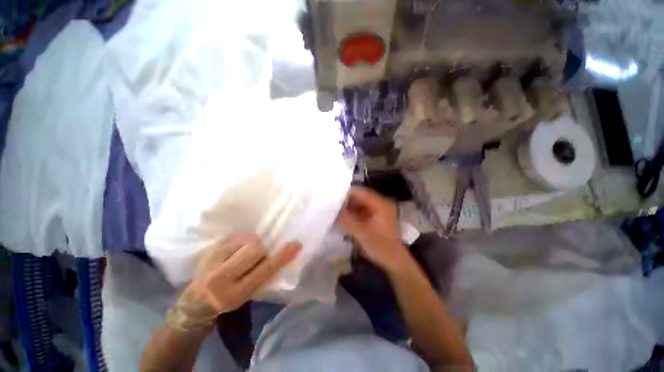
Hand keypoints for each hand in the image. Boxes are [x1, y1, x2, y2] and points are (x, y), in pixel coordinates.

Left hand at [166, 234, 300, 330]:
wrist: (195, 302)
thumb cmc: (227, 300)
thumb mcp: (248, 295)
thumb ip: (264, 276)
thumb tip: (279, 255)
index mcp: (235, 294)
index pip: (265, 270)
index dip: (281, 256)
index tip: (296, 244)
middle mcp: (221, 278)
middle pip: (254, 249)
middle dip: (262, 249)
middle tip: (259, 254)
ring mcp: (211, 262)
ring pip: (245, 240)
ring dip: (251, 244)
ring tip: (244, 253)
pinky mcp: (208, 251)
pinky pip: (235, 237)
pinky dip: (242, 241)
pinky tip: (236, 250)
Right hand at [337, 186, 409, 271]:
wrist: (394, 262)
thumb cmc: (381, 247)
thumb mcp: (362, 234)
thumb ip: (347, 221)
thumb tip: (331, 212)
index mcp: (380, 204)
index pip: (360, 193)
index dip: (345, 194)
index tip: (331, 197)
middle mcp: (379, 204)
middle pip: (358, 198)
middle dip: (344, 202)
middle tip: (329, 205)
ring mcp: (376, 211)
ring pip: (357, 205)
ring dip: (346, 208)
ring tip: (332, 211)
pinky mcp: (372, 218)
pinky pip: (359, 212)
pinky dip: (350, 214)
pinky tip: (340, 218)